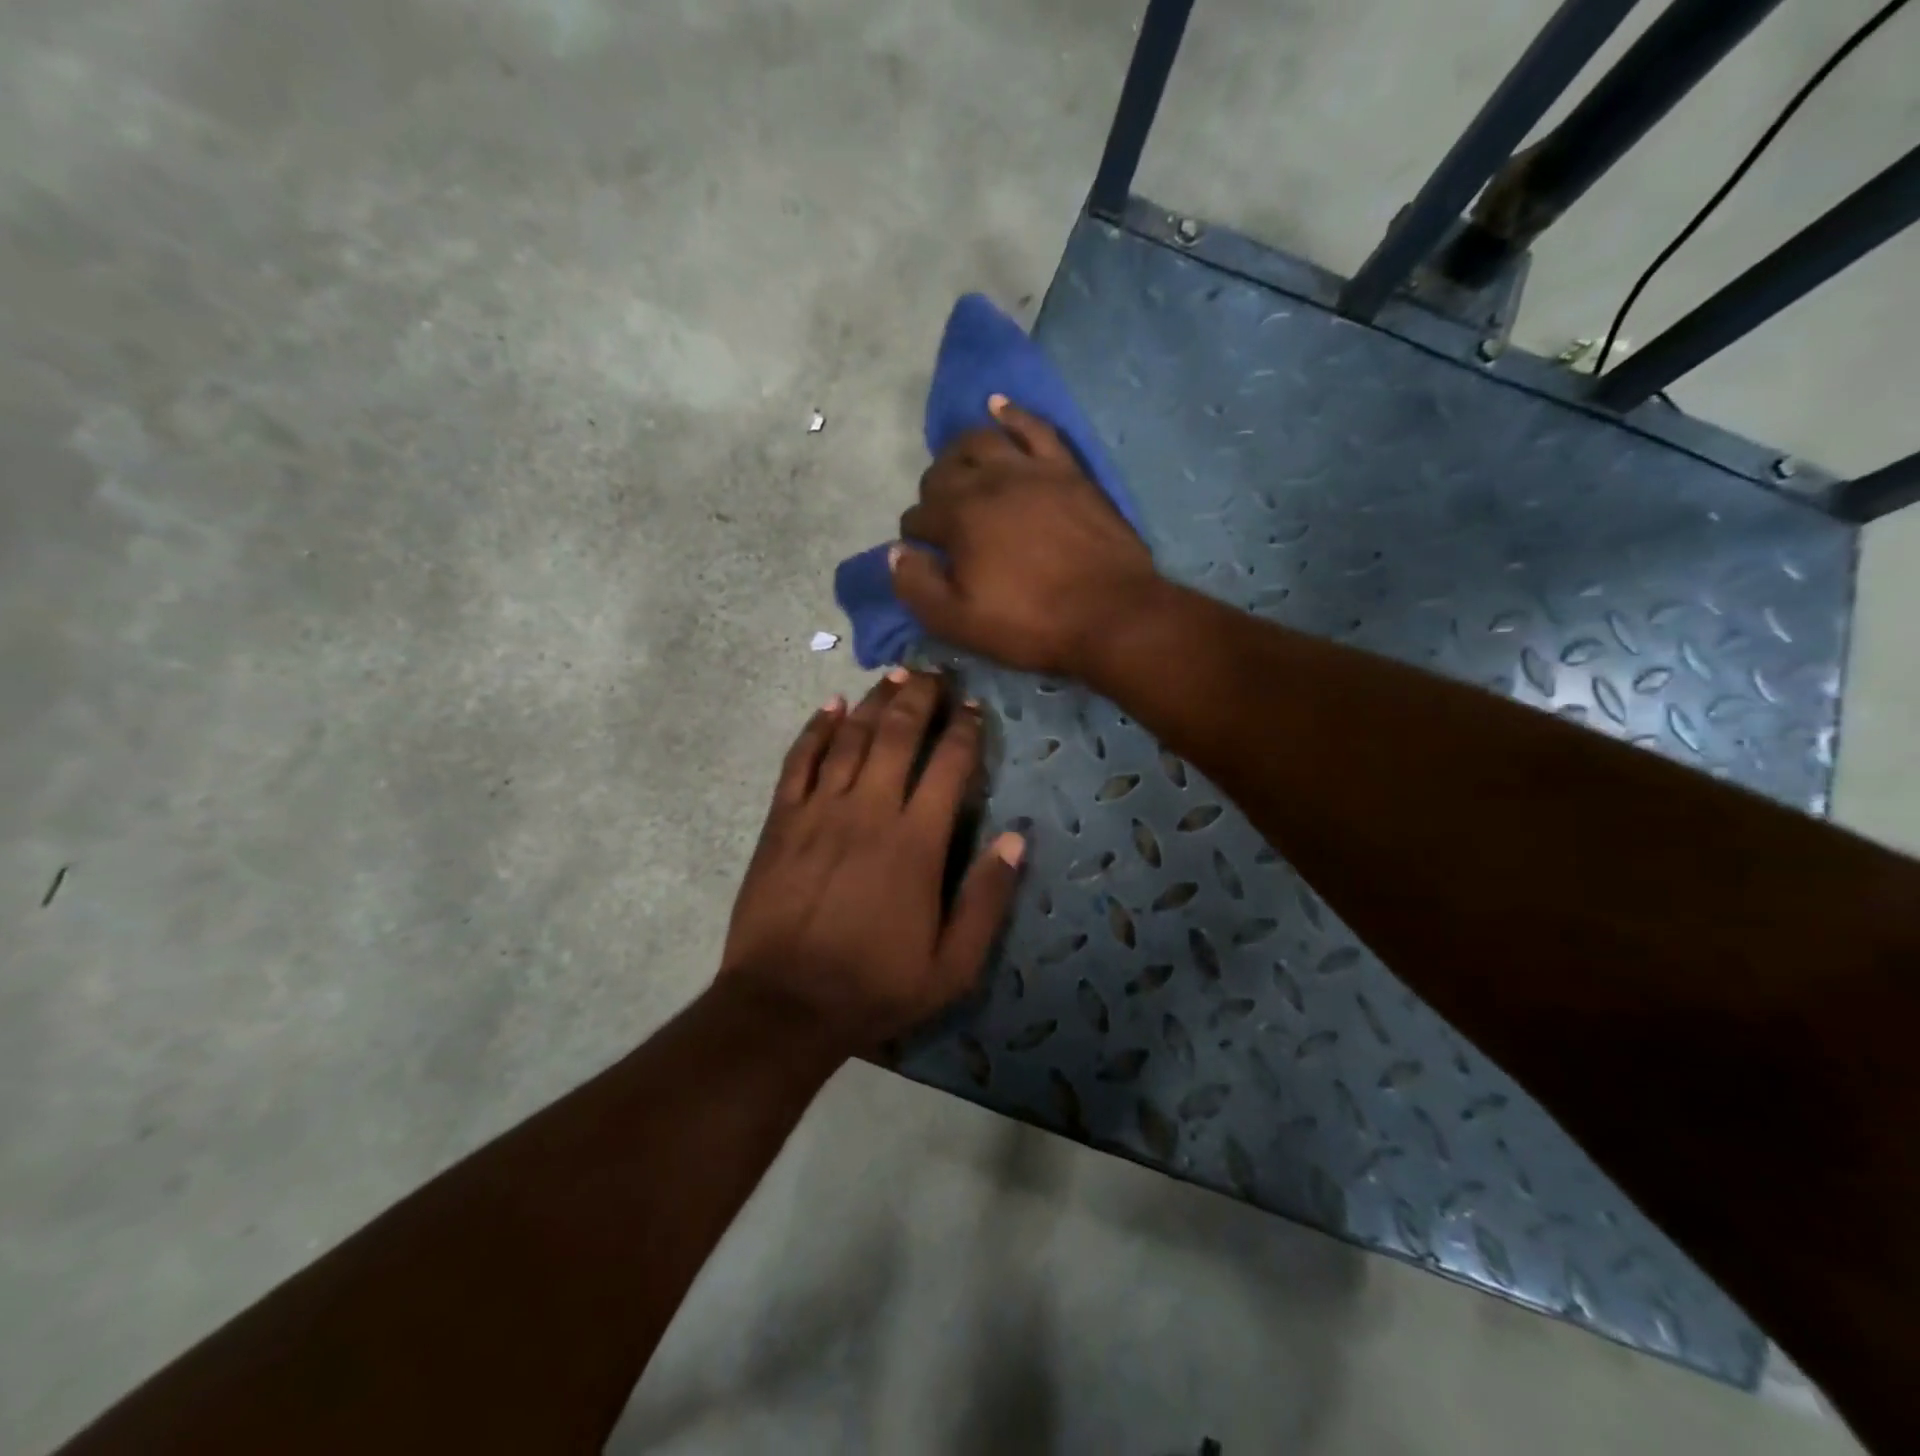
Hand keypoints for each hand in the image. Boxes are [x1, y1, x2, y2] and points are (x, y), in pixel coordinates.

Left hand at [719, 671, 1024, 1054]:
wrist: (784, 1005)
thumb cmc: (874, 986)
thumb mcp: (952, 965)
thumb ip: (987, 899)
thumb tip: (1017, 838)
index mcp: (916, 842)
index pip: (948, 766)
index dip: (964, 730)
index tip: (972, 706)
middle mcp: (869, 811)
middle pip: (897, 735)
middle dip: (919, 697)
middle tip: (933, 670)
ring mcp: (819, 811)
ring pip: (850, 737)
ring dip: (874, 701)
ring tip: (893, 674)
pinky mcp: (781, 821)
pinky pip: (799, 761)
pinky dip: (815, 729)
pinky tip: (829, 706)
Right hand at [890, 397, 1158, 677]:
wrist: (1111, 615)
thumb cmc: (1031, 624)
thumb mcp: (959, 622)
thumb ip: (917, 586)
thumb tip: (896, 553)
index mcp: (958, 518)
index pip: (917, 516)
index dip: (916, 538)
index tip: (926, 557)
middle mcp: (989, 482)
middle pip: (943, 472)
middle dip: (932, 494)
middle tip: (942, 521)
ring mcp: (1031, 469)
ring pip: (982, 440)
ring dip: (960, 452)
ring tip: (959, 468)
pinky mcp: (1066, 470)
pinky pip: (1035, 428)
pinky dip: (1012, 414)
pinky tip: (998, 407)